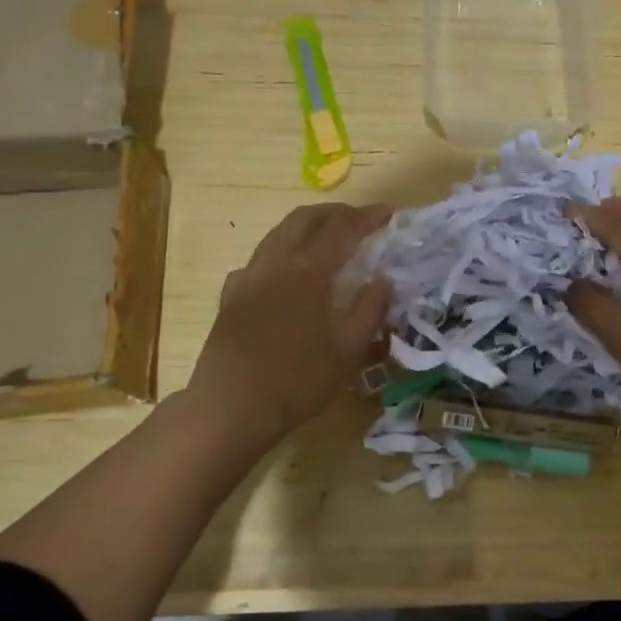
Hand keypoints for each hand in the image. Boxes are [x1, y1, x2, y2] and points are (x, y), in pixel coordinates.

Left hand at [186, 202, 393, 455]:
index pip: (342, 229)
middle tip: (359, 220)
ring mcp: (249, 277)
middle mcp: (276, 263)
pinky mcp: (231, 296)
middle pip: (305, 219)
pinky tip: (286, 273)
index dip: (367, 217)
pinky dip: (280, 253)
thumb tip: (383, 279)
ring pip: (278, 233)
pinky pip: (258, 260)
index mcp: (309, 271)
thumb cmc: (298, 381)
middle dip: (335, 213)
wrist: (231, 407)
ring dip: (306, 226)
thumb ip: (369, 309)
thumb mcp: (348, 351)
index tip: (389, 214)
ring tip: (326, 238)